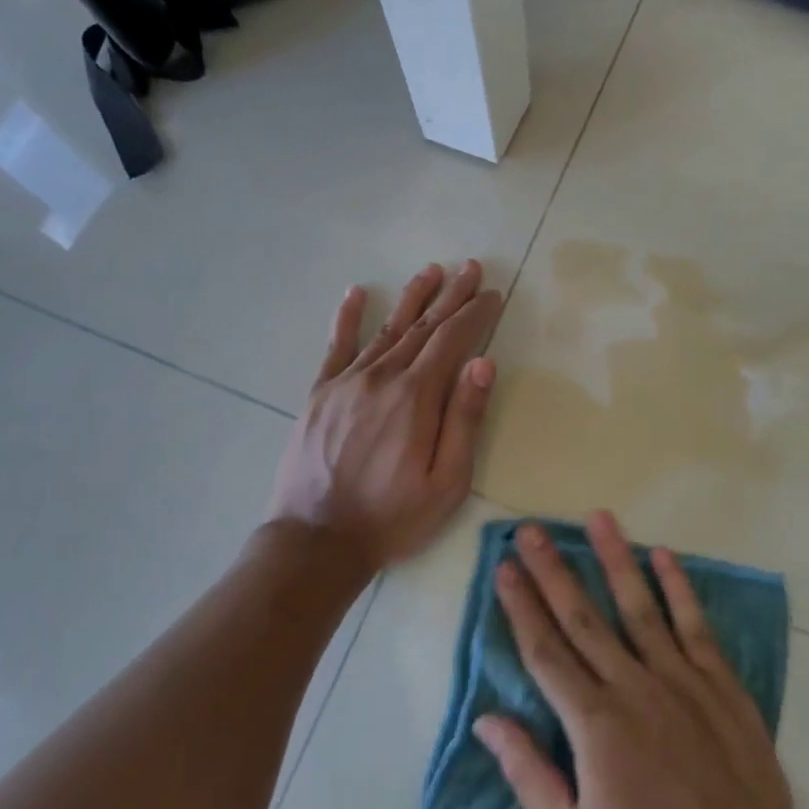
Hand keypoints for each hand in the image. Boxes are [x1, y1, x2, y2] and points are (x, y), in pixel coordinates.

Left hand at [269, 262, 502, 572]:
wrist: (316, 541)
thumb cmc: (392, 517)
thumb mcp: (446, 482)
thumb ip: (464, 420)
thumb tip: (482, 363)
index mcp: (416, 397)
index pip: (452, 341)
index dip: (474, 314)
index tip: (492, 292)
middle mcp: (382, 377)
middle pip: (422, 327)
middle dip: (450, 296)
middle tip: (469, 268)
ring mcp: (346, 382)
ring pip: (386, 329)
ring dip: (411, 298)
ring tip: (431, 271)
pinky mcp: (320, 393)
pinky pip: (336, 346)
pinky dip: (347, 317)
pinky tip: (356, 293)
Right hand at [473, 513, 808, 808]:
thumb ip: (527, 774)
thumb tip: (487, 719)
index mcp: (593, 724)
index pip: (545, 650)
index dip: (521, 606)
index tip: (504, 568)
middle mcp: (633, 687)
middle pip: (584, 617)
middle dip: (553, 570)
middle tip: (531, 529)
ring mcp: (681, 681)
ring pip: (639, 606)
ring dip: (615, 559)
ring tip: (597, 518)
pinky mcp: (721, 687)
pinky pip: (695, 626)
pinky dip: (679, 589)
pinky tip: (663, 556)